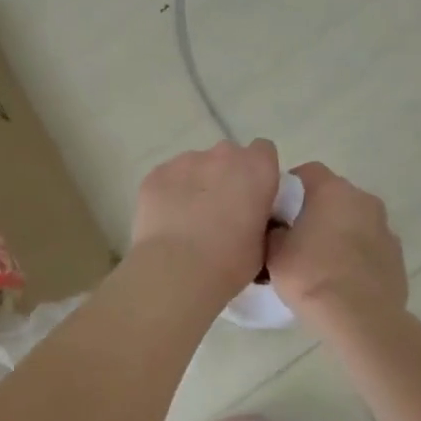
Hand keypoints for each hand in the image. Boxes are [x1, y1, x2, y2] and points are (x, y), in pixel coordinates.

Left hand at [131, 139, 282, 301]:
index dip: (258, 172)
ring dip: (197, 184)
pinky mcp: (156, 173)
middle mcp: (223, 155)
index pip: (264, 151)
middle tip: (221, 210)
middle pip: (228, 156)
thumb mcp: (263, 243)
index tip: (252, 195)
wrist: (176, 270)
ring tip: (189, 219)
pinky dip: (170, 192)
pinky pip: (168, 178)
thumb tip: (250, 215)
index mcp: (256, 169)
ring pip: (196, 165)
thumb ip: (260, 216)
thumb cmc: (229, 262)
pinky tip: (167, 220)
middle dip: (226, 176)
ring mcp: (186, 160)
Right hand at [266, 162, 406, 326]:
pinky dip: (357, 254)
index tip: (277, 212)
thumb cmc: (312, 277)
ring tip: (321, 261)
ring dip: (339, 232)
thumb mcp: (274, 253)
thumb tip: (280, 229)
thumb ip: (274, 231)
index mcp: (333, 191)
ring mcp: (385, 227)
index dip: (290, 188)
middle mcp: (364, 200)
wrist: (361, 319)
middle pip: (334, 195)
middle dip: (316, 210)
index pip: (307, 172)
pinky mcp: (397, 255)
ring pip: (354, 220)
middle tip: (296, 237)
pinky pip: (370, 245)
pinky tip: (343, 278)